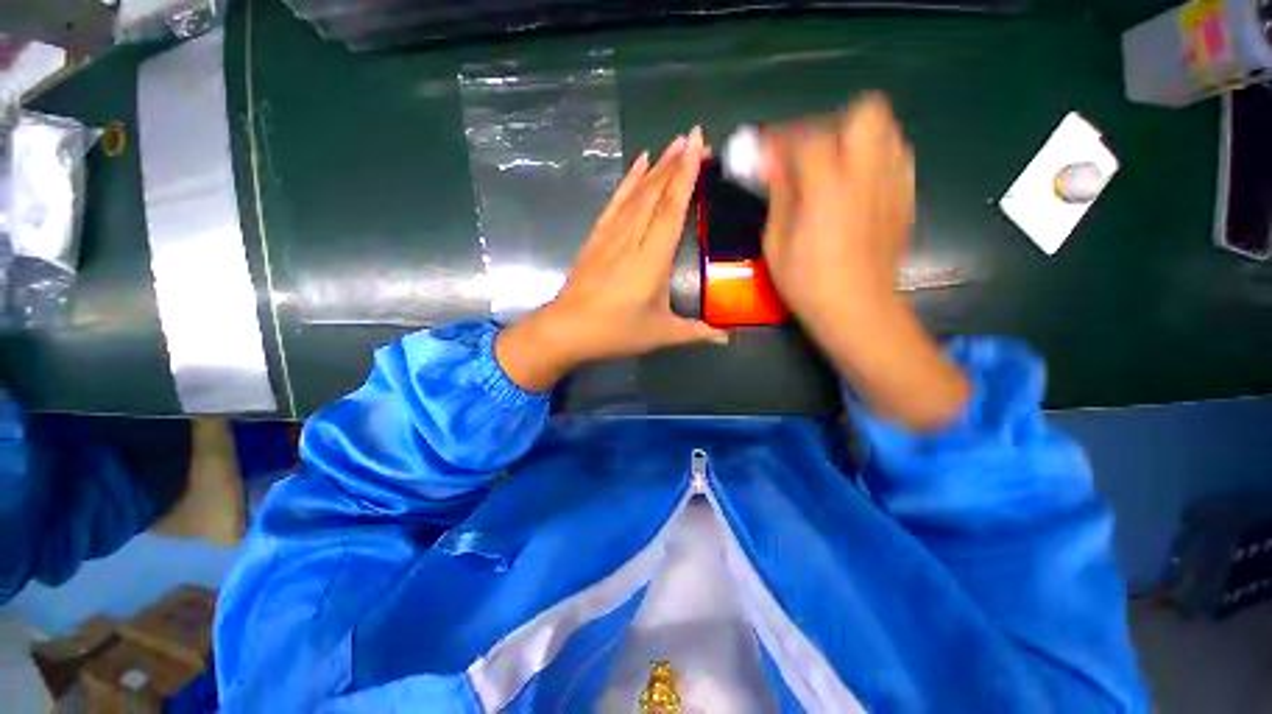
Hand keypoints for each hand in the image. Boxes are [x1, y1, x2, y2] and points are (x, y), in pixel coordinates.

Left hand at [496, 128, 725, 391]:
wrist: (567, 330)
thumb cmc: (616, 332)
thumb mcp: (660, 334)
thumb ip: (696, 332)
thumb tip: (726, 337)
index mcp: (651, 261)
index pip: (672, 210)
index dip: (686, 175)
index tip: (698, 143)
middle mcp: (632, 240)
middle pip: (655, 193)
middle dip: (676, 163)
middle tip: (695, 139)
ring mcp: (611, 236)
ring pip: (636, 193)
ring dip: (656, 167)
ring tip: (673, 144)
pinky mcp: (596, 237)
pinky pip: (615, 202)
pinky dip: (627, 180)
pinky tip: (638, 163)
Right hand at [761, 94, 969, 429]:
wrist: (858, 310)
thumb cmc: (807, 282)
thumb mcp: (775, 242)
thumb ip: (777, 194)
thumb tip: (769, 162)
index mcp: (828, 186)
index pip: (806, 137)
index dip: (779, 139)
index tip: (762, 153)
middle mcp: (868, 172)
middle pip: (864, 112)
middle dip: (830, 125)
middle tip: (806, 154)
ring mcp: (894, 182)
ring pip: (886, 129)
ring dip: (854, 138)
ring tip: (831, 167)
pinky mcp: (907, 197)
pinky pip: (896, 157)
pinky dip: (873, 158)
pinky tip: (855, 185)